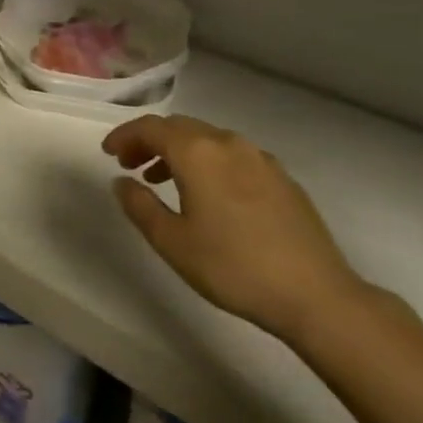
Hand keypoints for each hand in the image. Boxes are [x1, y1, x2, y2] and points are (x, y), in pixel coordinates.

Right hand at [103, 114, 364, 341]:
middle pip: (179, 128)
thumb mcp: (173, 242)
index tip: (108, 153)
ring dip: (179, 152)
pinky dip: (208, 162)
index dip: (125, 136)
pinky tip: (208, 194)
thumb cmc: (233, 267)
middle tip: (131, 166)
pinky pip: (232, 155)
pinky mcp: (281, 177)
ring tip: (163, 181)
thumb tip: (122, 182)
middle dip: (150, 141)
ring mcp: (259, 158)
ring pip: (207, 139)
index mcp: (198, 152)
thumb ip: (140, 206)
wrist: (315, 294)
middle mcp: (228, 143)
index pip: (151, 128)